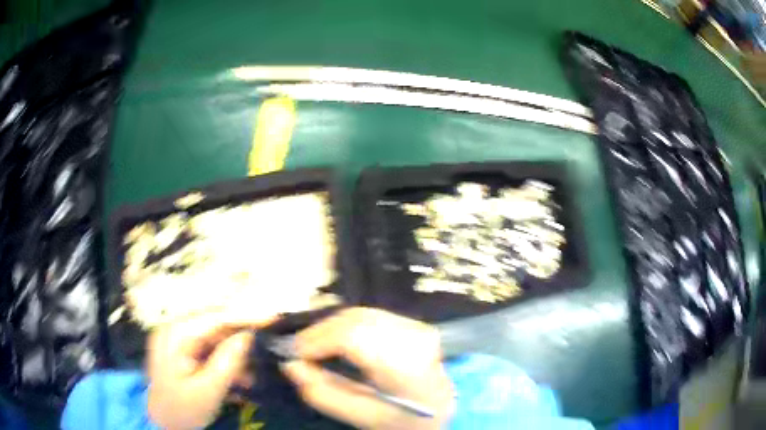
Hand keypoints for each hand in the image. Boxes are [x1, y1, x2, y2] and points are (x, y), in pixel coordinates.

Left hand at [147, 312, 274, 429]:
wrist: (163, 422)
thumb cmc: (182, 409)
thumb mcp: (207, 390)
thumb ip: (227, 362)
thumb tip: (248, 336)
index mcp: (174, 335)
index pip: (214, 317)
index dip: (245, 316)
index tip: (273, 318)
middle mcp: (174, 329)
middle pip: (215, 324)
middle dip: (241, 338)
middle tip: (266, 349)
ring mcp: (177, 338)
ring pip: (215, 337)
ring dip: (235, 354)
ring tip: (251, 376)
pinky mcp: (183, 349)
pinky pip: (210, 348)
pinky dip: (226, 361)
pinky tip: (238, 378)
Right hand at [281, 308, 454, 428]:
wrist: (441, 409)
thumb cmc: (402, 420)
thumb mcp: (360, 417)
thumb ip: (322, 392)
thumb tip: (290, 364)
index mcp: (406, 367)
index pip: (353, 337)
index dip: (317, 340)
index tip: (292, 353)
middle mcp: (415, 338)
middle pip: (355, 319)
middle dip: (319, 332)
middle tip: (298, 350)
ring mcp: (418, 327)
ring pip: (361, 313)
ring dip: (331, 327)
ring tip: (313, 346)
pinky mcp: (414, 323)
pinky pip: (370, 315)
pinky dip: (346, 325)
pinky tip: (336, 340)